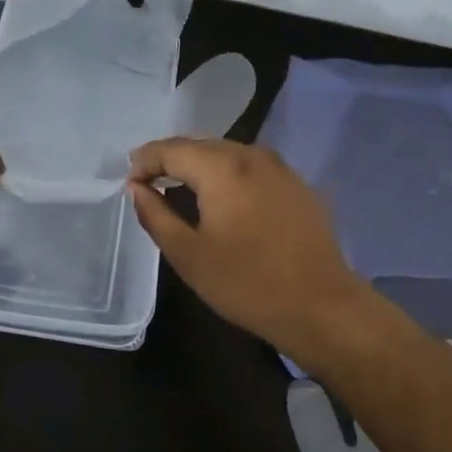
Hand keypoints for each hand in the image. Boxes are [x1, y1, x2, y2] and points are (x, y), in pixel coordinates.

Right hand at [127, 138, 380, 370]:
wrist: (321, 307)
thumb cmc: (246, 283)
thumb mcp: (188, 255)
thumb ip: (156, 215)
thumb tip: (137, 188)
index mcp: (221, 167)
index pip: (170, 148)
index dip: (144, 161)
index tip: (129, 182)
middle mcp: (250, 155)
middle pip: (199, 144)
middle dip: (170, 159)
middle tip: (148, 182)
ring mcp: (279, 168)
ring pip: (226, 153)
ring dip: (199, 165)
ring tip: (180, 189)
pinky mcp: (296, 185)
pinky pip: (250, 167)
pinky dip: (227, 174)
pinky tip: (222, 199)